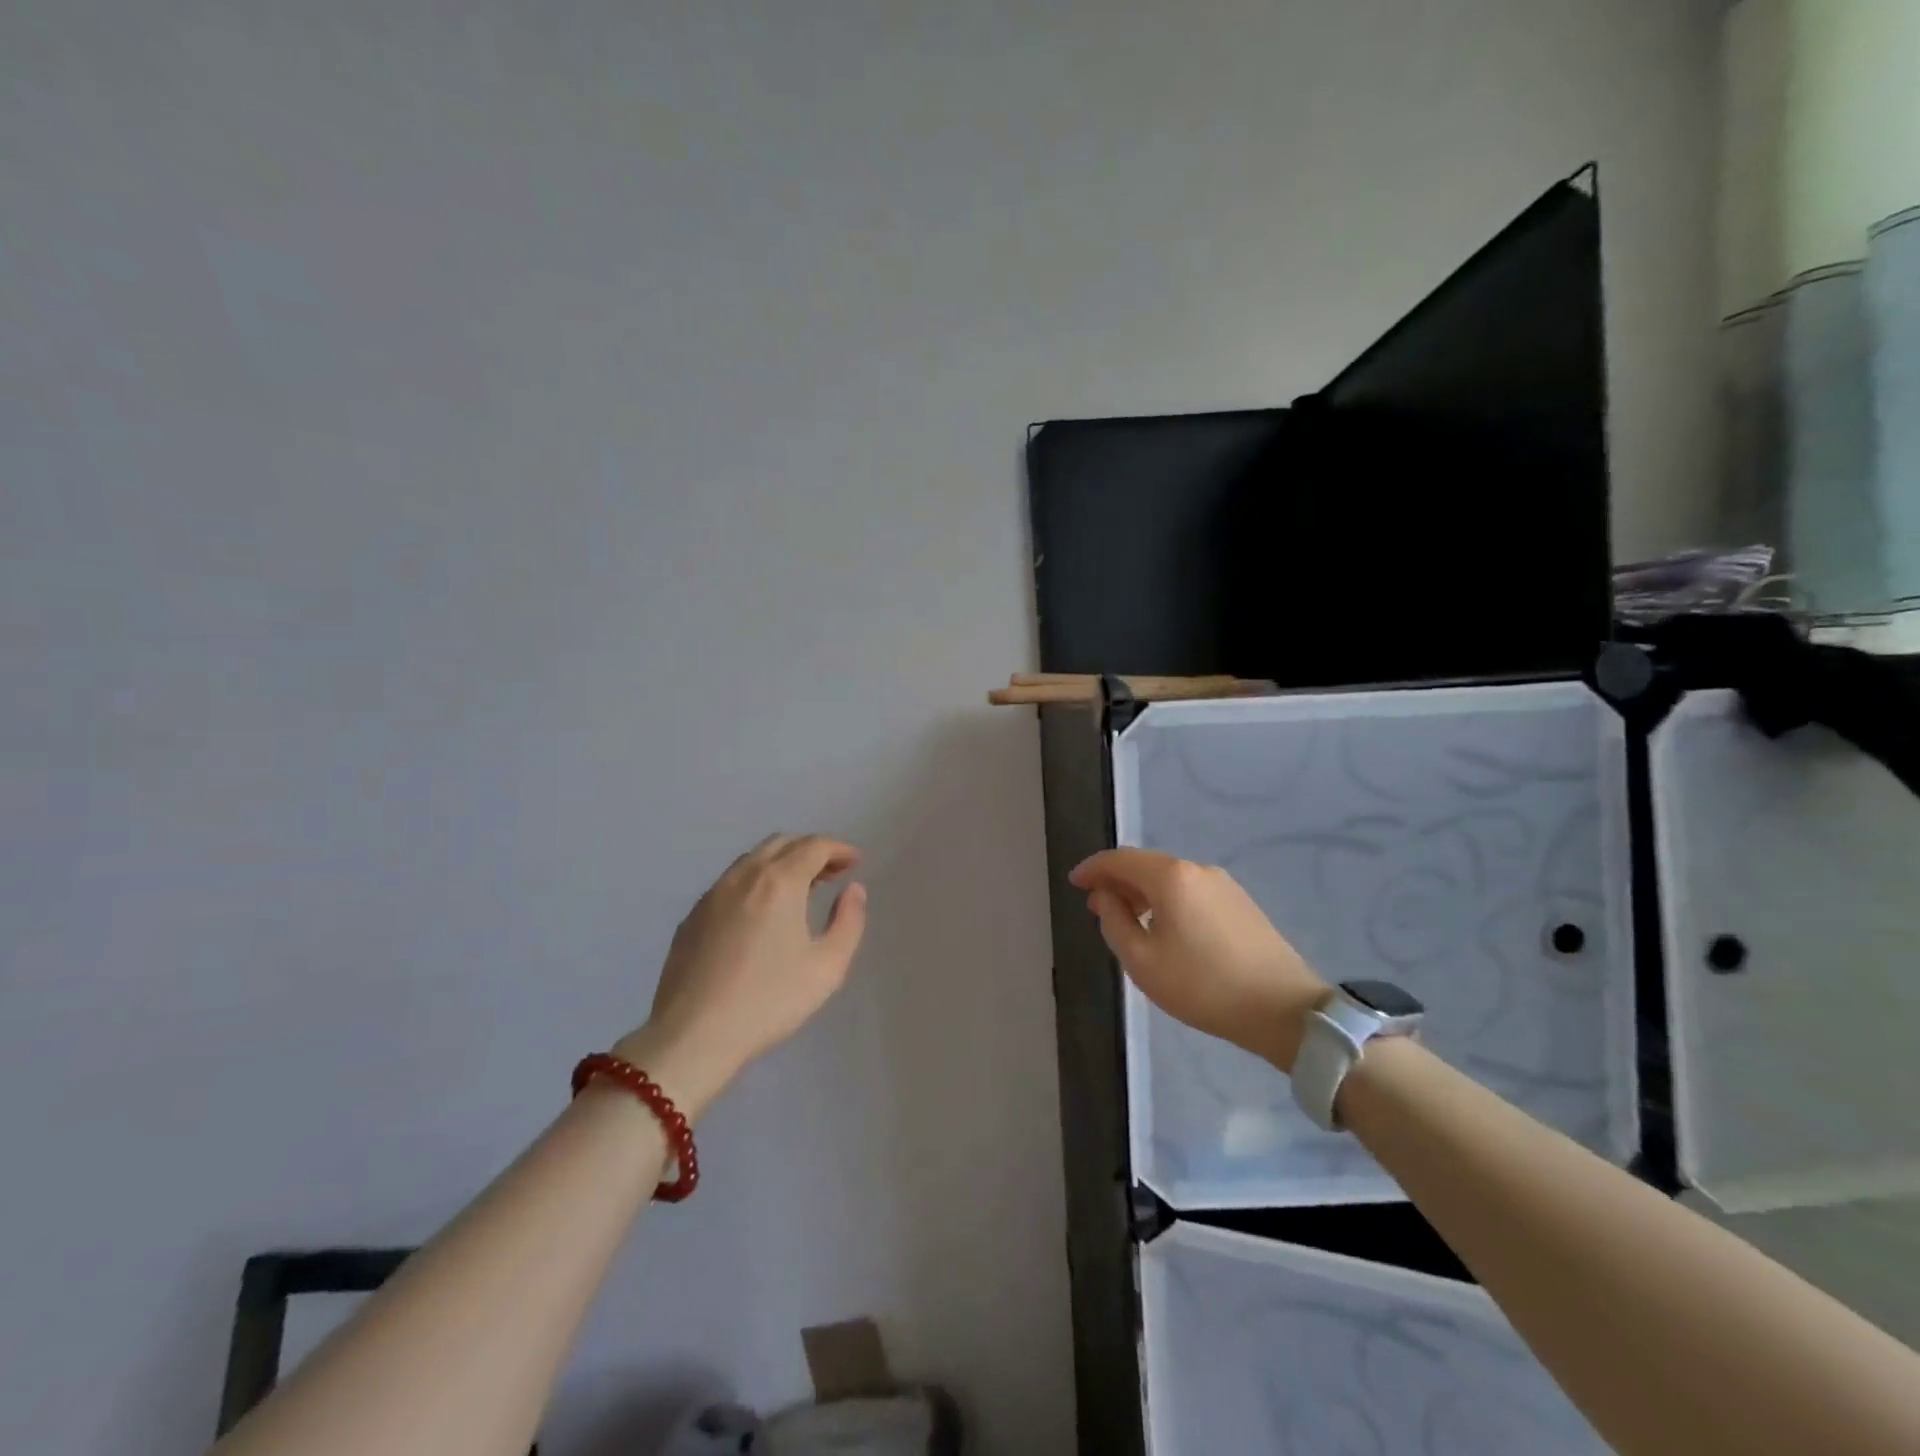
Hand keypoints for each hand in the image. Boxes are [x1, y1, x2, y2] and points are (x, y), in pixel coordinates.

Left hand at [614, 833, 867, 1117]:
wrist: (693, 1036)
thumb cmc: (769, 1000)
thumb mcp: (827, 967)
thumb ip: (849, 922)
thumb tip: (853, 890)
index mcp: (779, 882)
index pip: (814, 846)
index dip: (839, 849)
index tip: (855, 862)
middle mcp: (744, 876)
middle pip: (782, 843)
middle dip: (811, 850)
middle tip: (832, 872)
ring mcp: (712, 895)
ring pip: (752, 859)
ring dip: (782, 862)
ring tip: (800, 889)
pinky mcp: (692, 917)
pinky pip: (731, 882)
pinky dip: (755, 881)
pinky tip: (761, 912)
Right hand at [1070, 848, 1328, 1071]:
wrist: (1284, 1009)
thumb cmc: (1203, 986)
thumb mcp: (1143, 961)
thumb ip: (1115, 922)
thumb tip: (1106, 897)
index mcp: (1170, 877)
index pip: (1120, 859)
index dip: (1093, 868)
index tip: (1074, 882)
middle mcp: (1197, 869)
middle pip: (1146, 864)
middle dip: (1117, 880)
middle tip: (1096, 905)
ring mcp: (1223, 884)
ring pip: (1170, 878)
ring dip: (1142, 891)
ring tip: (1126, 918)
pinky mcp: (1240, 903)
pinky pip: (1191, 890)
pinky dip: (1167, 899)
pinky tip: (1164, 926)